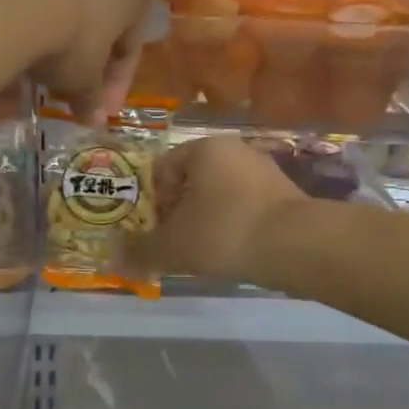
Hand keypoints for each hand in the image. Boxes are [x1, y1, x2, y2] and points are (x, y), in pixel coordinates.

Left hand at [0, 0, 158, 124]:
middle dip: (90, 61)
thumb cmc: (73, 39)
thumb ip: (92, 98)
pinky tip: (21, 44)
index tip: (99, 110)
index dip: (116, 85)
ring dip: (62, 39)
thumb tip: (95, 120)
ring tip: (43, 71)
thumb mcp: (85, 79)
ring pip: (72, 6)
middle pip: (103, 23)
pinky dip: (36, 21)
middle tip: (74, 92)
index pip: (131, 47)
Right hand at [130, 136, 307, 282]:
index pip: (160, 169)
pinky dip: (233, 225)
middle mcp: (234, 149)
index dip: (150, 202)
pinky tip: (233, 250)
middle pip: (190, 181)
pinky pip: (245, 206)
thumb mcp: (173, 246)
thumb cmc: (224, 232)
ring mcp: (263, 169)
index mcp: (203, 148)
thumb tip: (112, 259)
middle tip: (174, 244)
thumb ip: (140, 252)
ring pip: (219, 194)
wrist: (296, 245)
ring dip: (206, 220)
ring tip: (203, 251)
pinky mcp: (284, 193)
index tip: (152, 231)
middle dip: (178, 212)